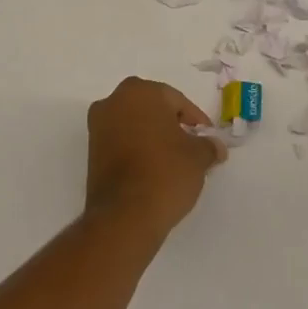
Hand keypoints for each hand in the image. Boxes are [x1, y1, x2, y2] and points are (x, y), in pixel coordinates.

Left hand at [85, 77, 226, 238]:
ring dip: (153, 137)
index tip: (207, 139)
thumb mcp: (198, 157)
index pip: (176, 101)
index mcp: (140, 92)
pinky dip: (137, 149)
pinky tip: (153, 169)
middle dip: (172, 125)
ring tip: (173, 161)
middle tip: (191, 146)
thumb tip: (216, 147)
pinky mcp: (91, 152)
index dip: (195, 120)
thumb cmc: (165, 173)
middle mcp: (114, 101)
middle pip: (152, 108)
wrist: (124, 216)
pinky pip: (122, 141)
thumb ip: (208, 145)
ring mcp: (98, 127)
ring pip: (135, 124)